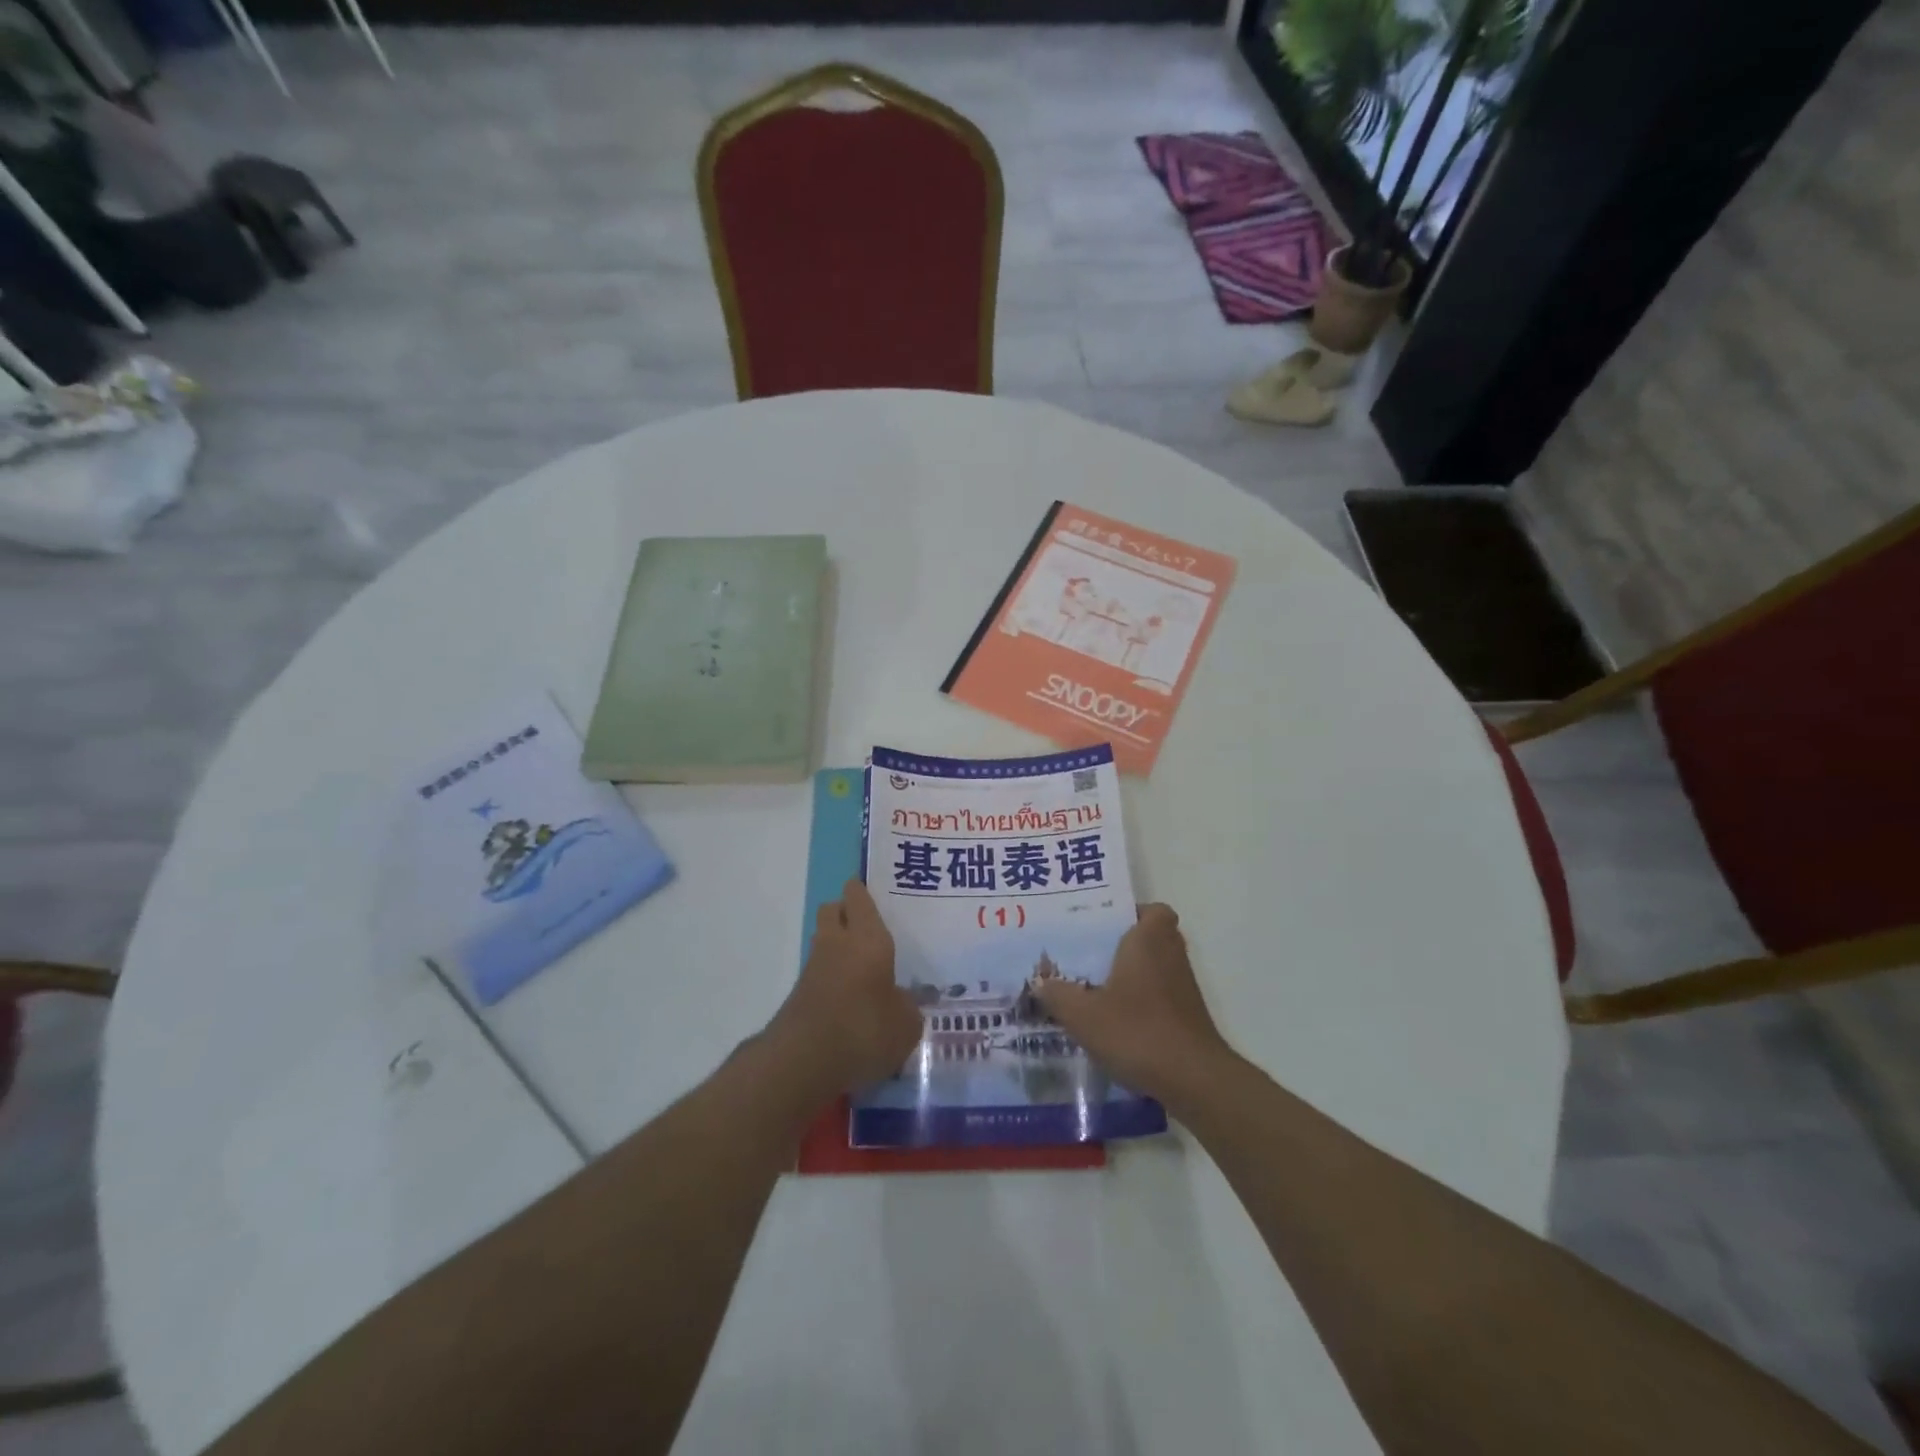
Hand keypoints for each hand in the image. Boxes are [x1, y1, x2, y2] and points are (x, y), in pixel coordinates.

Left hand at [770, 879, 923, 1094]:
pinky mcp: (800, 995)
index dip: (862, 891)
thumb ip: (909, 1007)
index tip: (874, 892)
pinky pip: (819, 972)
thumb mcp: (906, 1024)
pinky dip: (832, 977)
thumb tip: (905, 1000)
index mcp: (867, 937)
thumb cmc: (865, 1029)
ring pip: (824, 940)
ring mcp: (814, 968)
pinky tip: (851, 998)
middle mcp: (837, 943)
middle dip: (846, 912)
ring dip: (838, 945)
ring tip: (864, 966)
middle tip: (870, 927)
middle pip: (833, 910)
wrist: (803, 1062)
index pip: (858, 896)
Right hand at [1034, 903, 1231, 1103]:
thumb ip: (1057, 994)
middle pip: (1152, 937)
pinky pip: (1161, 996)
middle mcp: (1171, 956)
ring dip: (1132, 975)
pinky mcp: (1188, 1017)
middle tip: (1090, 954)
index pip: (1153, 910)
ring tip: (1094, 988)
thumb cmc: (1137, 1031)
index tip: (1103, 926)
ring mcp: (1184, 988)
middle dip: (1124, 944)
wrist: (1193, 1080)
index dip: (1132, 913)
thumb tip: (1041, 983)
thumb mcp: (1083, 1014)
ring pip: (1156, 968)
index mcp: (1149, 940)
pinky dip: (1142, 1002)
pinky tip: (1114, 1022)